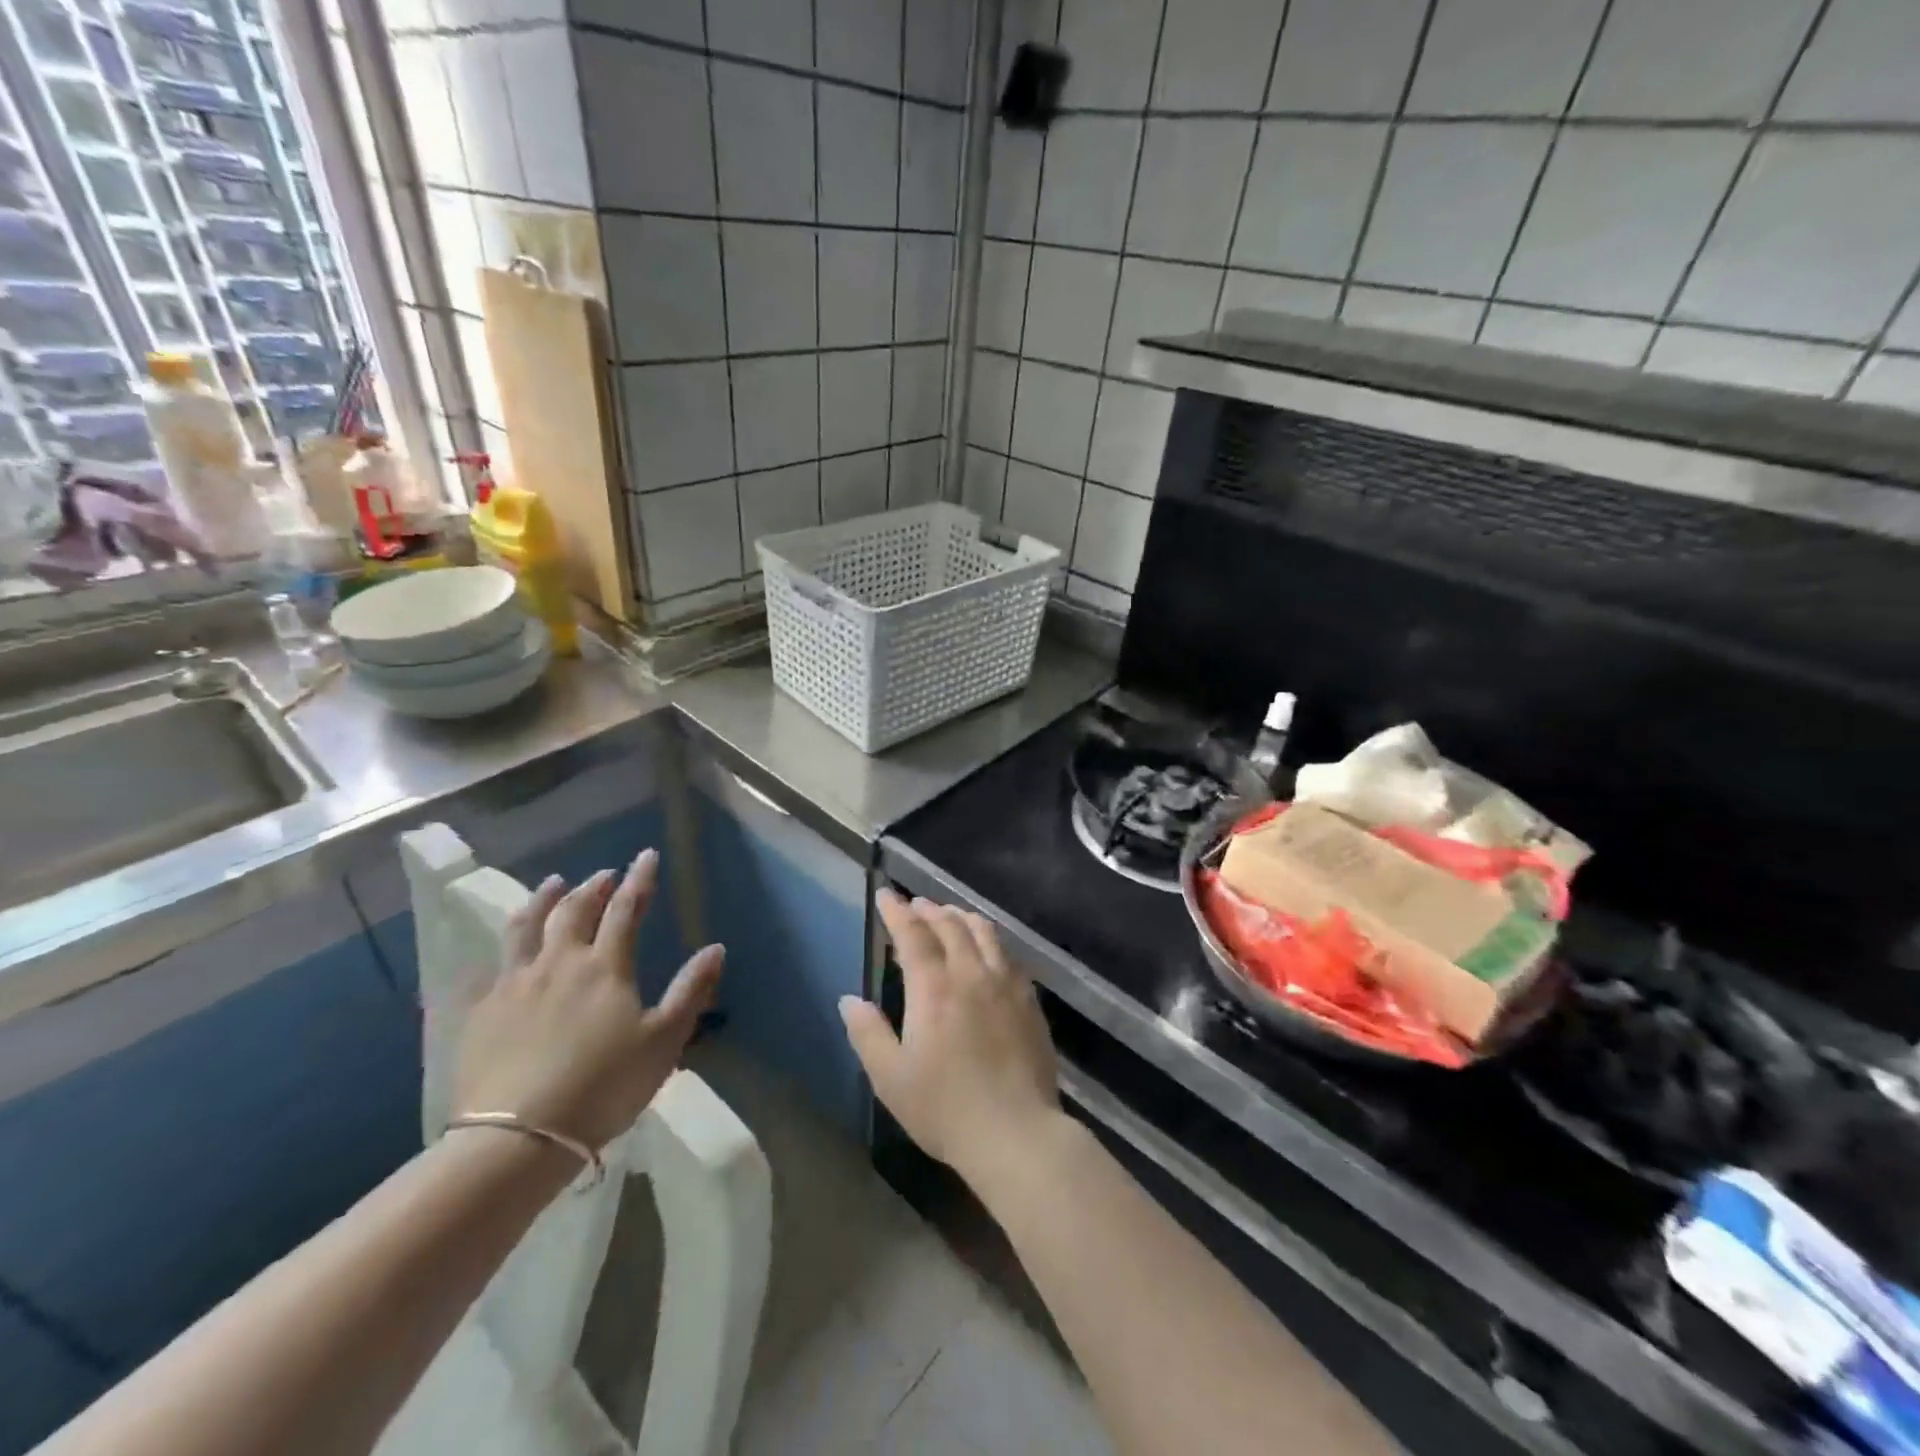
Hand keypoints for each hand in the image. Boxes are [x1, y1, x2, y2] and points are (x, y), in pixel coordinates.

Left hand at [453, 849, 723, 1151]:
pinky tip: (504, 951)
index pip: (626, 908)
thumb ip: (690, 991)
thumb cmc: (603, 1087)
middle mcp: (558, 963)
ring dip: (542, 900)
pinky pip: (491, 967)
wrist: (516, 1138)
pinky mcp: (481, 1013)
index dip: (638, 879)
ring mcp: (514, 985)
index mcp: (604, 967)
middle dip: (592, 887)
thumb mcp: (663, 1042)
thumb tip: (716, 948)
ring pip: (526, 928)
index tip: (645, 855)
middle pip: (574, 910)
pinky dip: (504, 948)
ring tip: (552, 885)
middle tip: (603, 874)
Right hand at [840, 890, 1063, 1188]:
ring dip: (962, 917)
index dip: (897, 912)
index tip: (885, 895)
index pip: (913, 935)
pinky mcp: (1029, 1000)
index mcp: (934, 988)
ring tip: (950, 915)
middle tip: (915, 905)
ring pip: (984, 933)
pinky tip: (987, 949)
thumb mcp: (891, 1078)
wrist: (1016, 1134)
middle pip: (950, 926)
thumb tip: (849, 1000)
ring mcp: (1006, 984)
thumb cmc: (945, 1109)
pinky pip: (1007, 954)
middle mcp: (971, 974)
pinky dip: (989, 939)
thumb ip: (868, 1034)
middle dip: (929, 910)